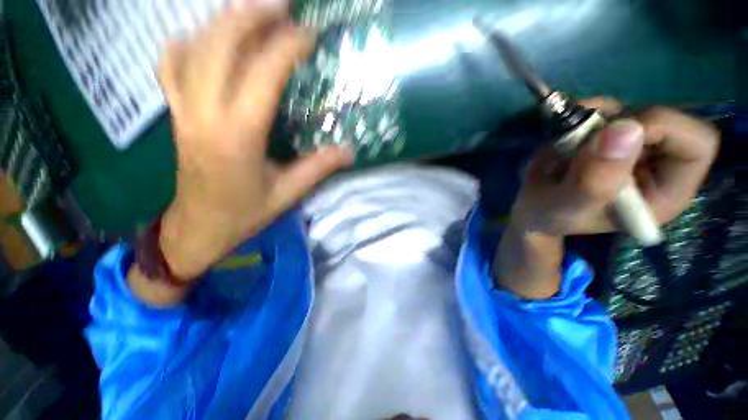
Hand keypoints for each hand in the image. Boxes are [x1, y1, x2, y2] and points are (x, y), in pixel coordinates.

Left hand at [154, 1, 352, 280]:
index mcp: (238, 136)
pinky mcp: (176, 114)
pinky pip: (172, 64)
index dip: (287, 46)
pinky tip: (208, 37)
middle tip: (282, 3)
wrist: (197, 228)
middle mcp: (205, 113)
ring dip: (224, 21)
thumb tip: (349, 151)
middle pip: (220, 44)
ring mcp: (183, 110)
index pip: (262, 74)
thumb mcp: (288, 194)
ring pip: (194, 47)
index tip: (309, 33)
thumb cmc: (244, 214)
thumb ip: (318, 168)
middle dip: (252, 15)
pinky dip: (190, 41)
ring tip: (253, 10)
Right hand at [509, 98, 718, 236]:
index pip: (697, 144)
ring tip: (563, 142)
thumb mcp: (566, 208)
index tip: (611, 134)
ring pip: (634, 109)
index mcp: (666, 193)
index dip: (663, 128)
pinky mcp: (615, 136)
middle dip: (620, 120)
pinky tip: (565, 131)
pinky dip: (585, 110)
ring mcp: (638, 148)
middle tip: (579, 138)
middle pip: (667, 119)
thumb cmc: (549, 216)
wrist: (533, 206)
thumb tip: (625, 130)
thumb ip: (594, 182)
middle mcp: (662, 166)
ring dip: (596, 115)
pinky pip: (611, 107)